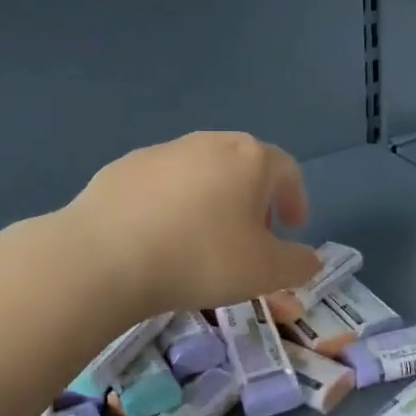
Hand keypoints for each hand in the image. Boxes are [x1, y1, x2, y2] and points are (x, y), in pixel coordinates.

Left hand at [62, 132, 321, 316]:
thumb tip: (308, 258)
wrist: (106, 256)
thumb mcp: (265, 272)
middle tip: (251, 237)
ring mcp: (162, 151)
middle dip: (254, 200)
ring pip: (200, 173)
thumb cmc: (201, 258)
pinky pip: (161, 185)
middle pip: (243, 166)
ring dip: (212, 200)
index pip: (287, 170)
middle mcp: (208, 143)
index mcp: (249, 158)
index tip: (293, 228)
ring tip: (203, 239)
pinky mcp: (123, 167)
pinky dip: (171, 205)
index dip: (296, 199)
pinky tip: (159, 236)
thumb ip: (298, 264)